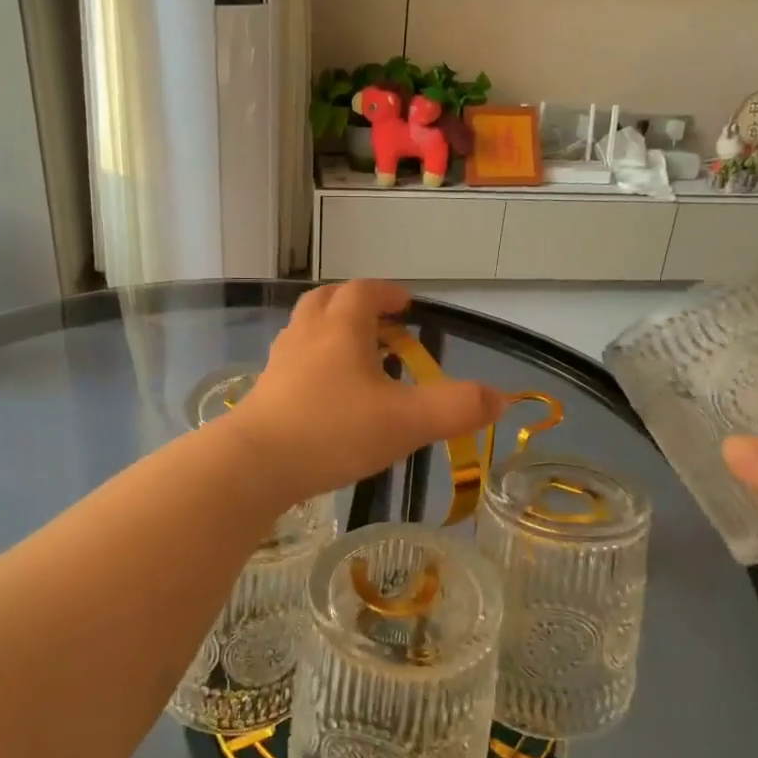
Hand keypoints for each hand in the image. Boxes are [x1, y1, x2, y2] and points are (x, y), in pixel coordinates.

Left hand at [232, 281, 505, 501]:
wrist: (256, 465)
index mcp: (340, 328)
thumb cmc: (334, 431)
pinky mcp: (264, 393)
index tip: (406, 304)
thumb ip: (457, 408)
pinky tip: (326, 395)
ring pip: (305, 331)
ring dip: (331, 332)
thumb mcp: (406, 421)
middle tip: (379, 324)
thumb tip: (502, 399)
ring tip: (356, 358)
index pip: (363, 291)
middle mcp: (305, 336)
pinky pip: (292, 363)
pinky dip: (313, 364)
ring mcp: (280, 364)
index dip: (387, 293)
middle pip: (326, 301)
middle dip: (354, 305)